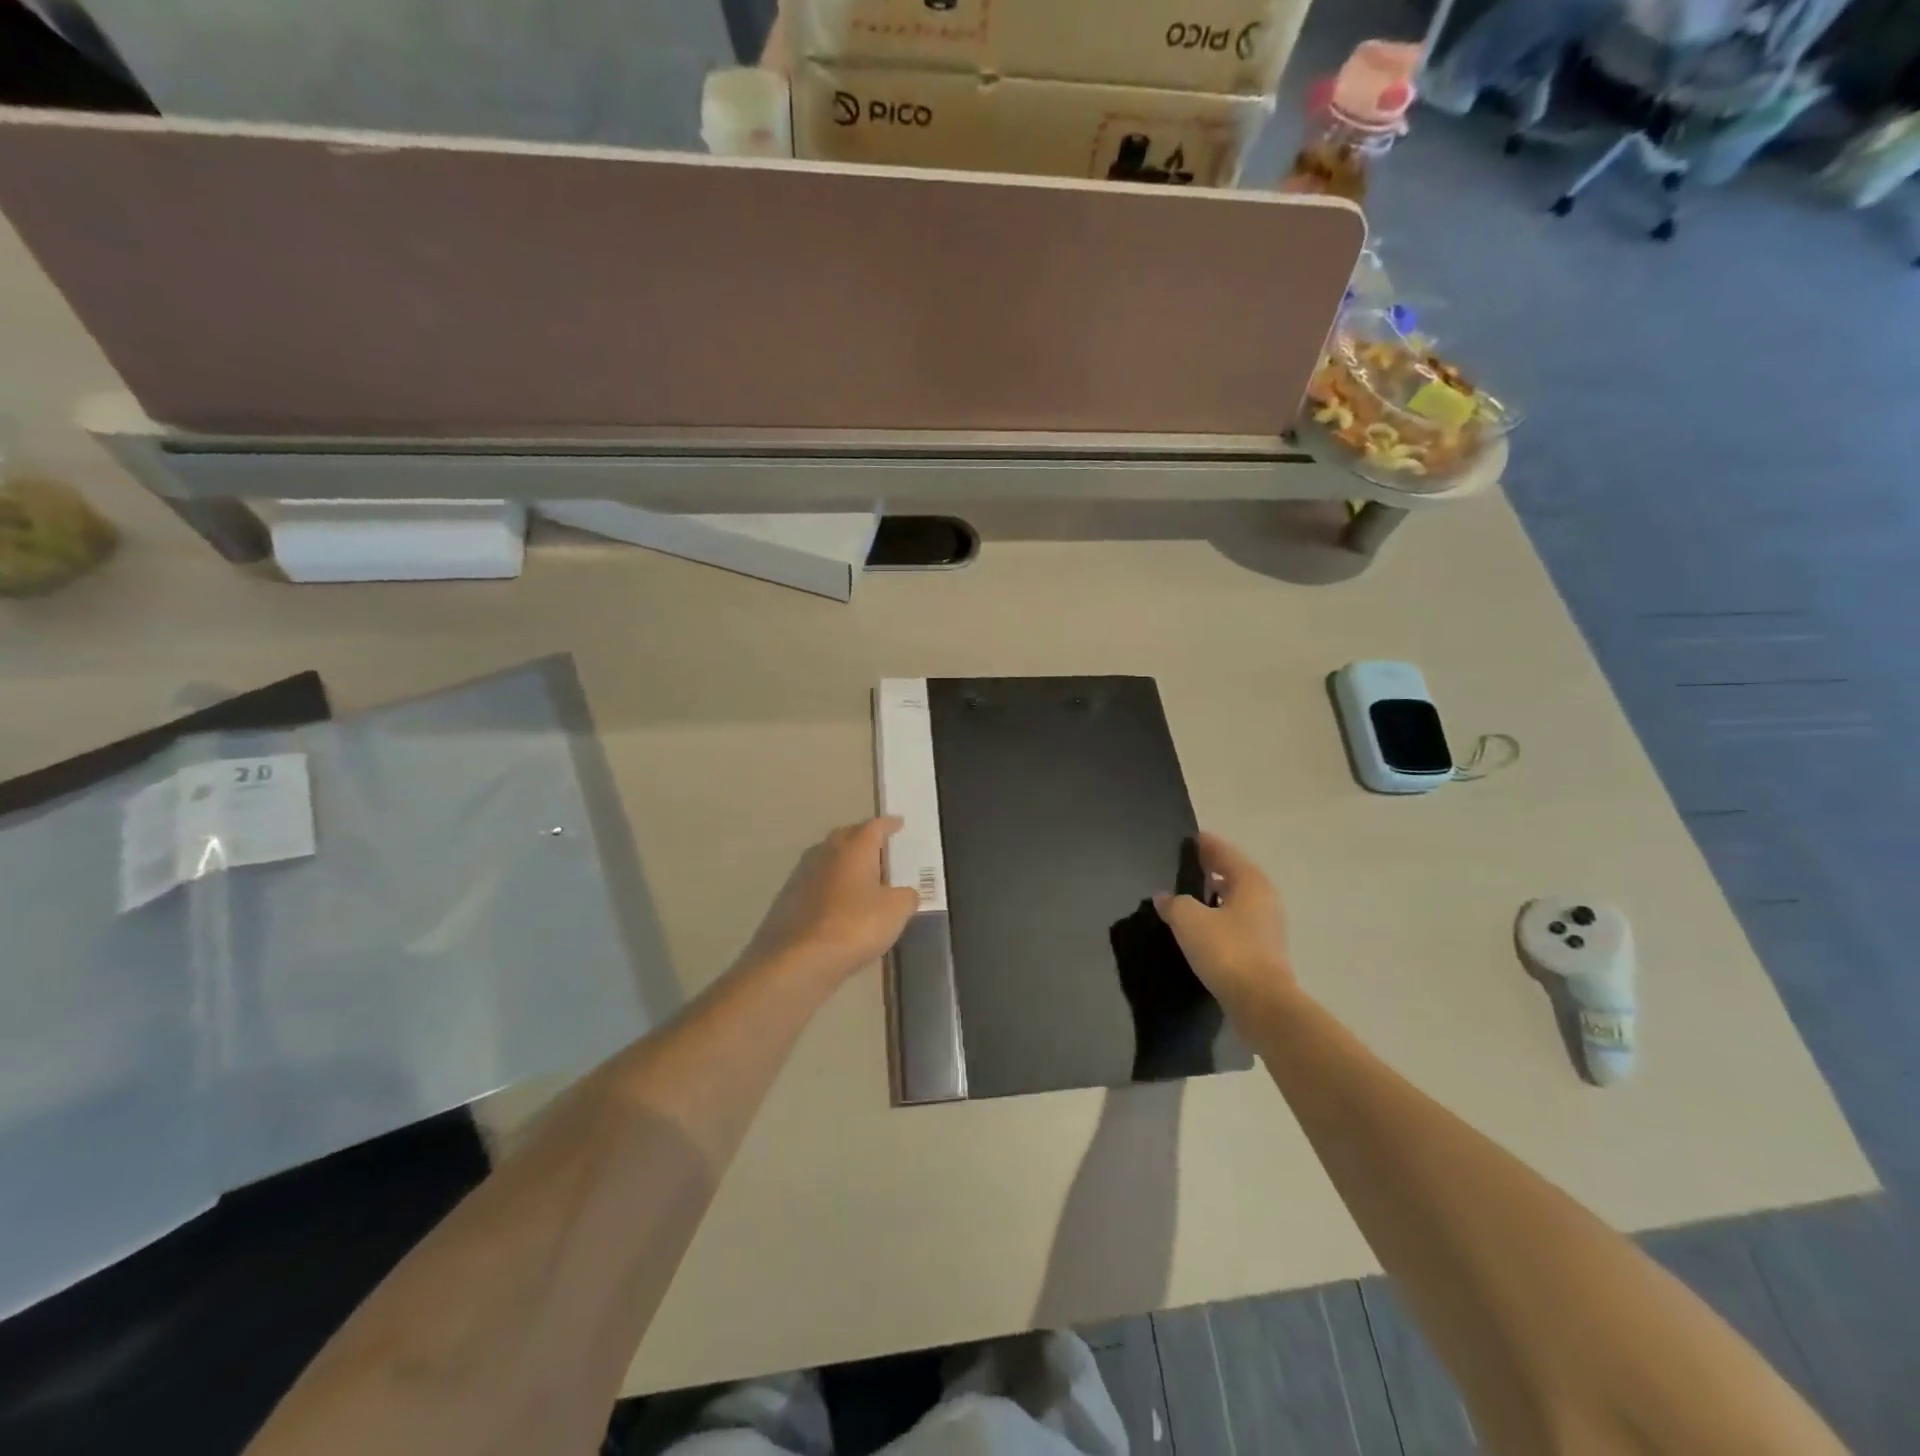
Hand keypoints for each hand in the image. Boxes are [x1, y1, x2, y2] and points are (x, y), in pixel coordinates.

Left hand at [741, 817, 920, 983]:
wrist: (796, 960)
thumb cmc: (854, 926)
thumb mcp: (895, 912)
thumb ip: (907, 896)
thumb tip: (905, 893)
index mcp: (854, 847)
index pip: (875, 826)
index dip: (889, 824)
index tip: (899, 824)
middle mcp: (825, 852)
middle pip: (848, 836)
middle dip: (864, 839)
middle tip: (881, 849)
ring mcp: (802, 874)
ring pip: (829, 859)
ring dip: (845, 863)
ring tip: (863, 878)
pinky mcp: (788, 899)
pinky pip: (817, 883)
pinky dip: (832, 887)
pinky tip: (840, 904)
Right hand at [1153, 831, 1295, 1015]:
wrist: (1260, 1003)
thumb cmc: (1226, 951)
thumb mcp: (1189, 920)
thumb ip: (1174, 903)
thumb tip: (1164, 896)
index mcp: (1251, 882)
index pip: (1225, 853)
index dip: (1207, 845)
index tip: (1192, 838)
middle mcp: (1264, 899)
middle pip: (1235, 875)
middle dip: (1212, 869)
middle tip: (1187, 865)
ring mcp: (1267, 927)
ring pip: (1237, 900)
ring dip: (1216, 895)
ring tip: (1190, 894)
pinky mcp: (1263, 951)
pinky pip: (1237, 922)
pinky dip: (1220, 917)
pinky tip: (1202, 926)